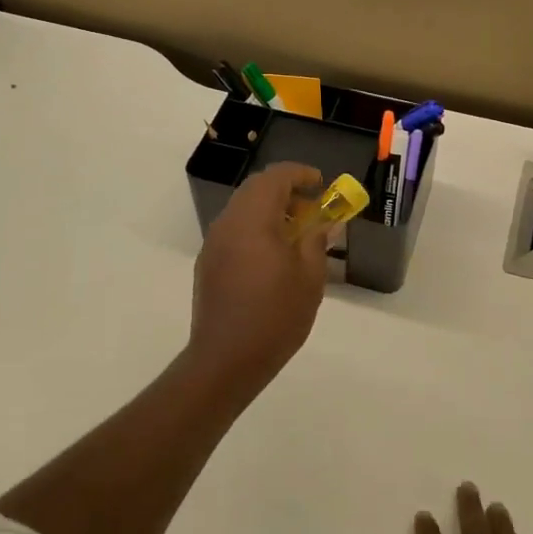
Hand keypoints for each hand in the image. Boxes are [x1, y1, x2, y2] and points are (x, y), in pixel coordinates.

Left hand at [186, 162, 330, 392]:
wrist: (226, 359)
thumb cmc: (275, 316)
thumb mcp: (309, 278)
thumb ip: (317, 242)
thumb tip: (324, 224)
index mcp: (253, 220)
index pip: (275, 177)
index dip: (300, 174)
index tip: (321, 184)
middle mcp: (228, 223)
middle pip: (255, 189)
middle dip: (285, 190)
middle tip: (311, 206)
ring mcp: (213, 243)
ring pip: (242, 209)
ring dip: (269, 209)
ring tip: (296, 232)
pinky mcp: (208, 263)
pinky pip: (234, 230)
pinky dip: (255, 228)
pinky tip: (273, 255)